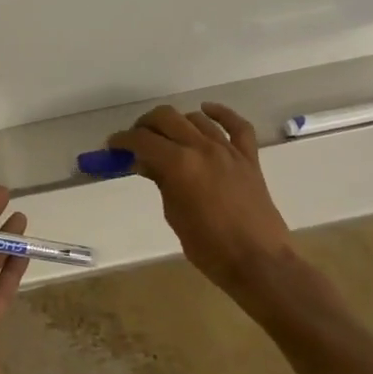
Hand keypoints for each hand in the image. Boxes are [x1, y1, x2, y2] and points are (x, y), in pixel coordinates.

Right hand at [106, 103, 294, 302]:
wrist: (259, 263)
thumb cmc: (208, 247)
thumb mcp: (173, 214)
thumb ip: (160, 181)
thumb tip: (146, 163)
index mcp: (179, 164)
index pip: (142, 140)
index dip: (123, 140)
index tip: (113, 145)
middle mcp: (201, 148)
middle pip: (166, 118)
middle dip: (145, 124)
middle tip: (136, 139)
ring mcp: (228, 150)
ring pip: (196, 119)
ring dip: (176, 122)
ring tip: (167, 136)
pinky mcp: (249, 158)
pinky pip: (238, 126)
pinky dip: (221, 114)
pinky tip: (206, 111)